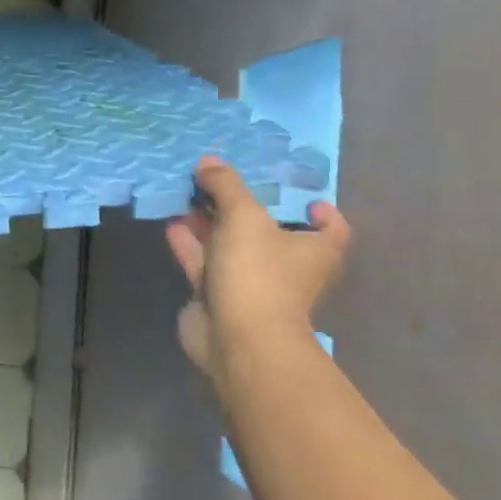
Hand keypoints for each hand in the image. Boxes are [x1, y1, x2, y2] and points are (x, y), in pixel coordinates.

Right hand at [164, 157, 351, 378]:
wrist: (238, 338)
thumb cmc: (258, 273)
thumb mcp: (244, 216)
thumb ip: (226, 185)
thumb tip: (209, 162)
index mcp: (313, 249)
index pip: (329, 227)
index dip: (318, 210)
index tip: (297, 195)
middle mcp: (286, 267)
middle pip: (268, 230)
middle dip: (243, 207)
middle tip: (218, 181)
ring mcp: (251, 283)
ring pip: (230, 245)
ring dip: (209, 222)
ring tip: (187, 195)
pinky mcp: (218, 296)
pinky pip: (203, 262)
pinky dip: (190, 243)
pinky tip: (171, 222)